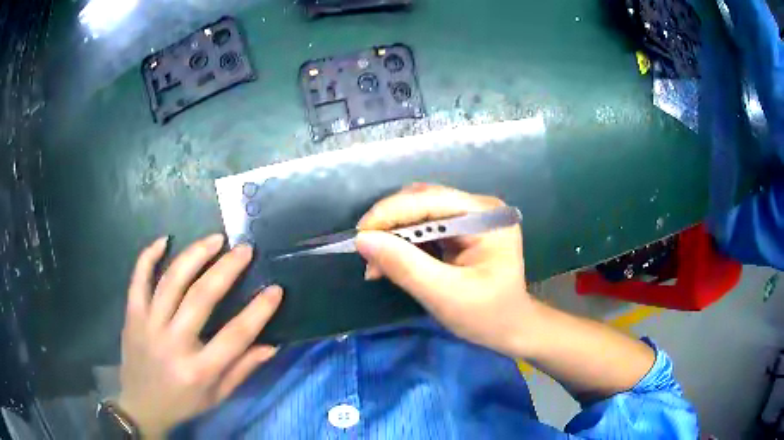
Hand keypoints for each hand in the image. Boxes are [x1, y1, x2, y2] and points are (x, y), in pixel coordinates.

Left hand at [118, 234, 282, 437]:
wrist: (141, 405)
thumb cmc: (183, 403)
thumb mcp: (218, 396)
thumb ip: (242, 369)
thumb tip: (272, 345)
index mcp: (199, 370)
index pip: (235, 335)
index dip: (259, 311)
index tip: (275, 289)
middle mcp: (173, 343)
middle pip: (201, 297)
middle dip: (226, 269)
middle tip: (244, 250)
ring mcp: (148, 325)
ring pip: (171, 280)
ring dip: (194, 255)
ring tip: (215, 239)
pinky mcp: (132, 315)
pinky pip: (138, 278)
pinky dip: (149, 255)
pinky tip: (165, 240)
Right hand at [355, 183, 533, 355]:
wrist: (511, 329)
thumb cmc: (487, 316)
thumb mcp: (444, 295)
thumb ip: (404, 266)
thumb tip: (363, 240)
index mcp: (486, 216)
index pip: (431, 200)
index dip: (391, 213)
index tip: (359, 234)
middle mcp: (480, 208)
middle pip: (424, 201)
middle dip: (390, 224)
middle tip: (365, 251)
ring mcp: (472, 218)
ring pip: (420, 213)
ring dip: (394, 235)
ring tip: (374, 263)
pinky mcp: (462, 231)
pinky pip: (425, 227)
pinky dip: (404, 243)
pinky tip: (389, 262)